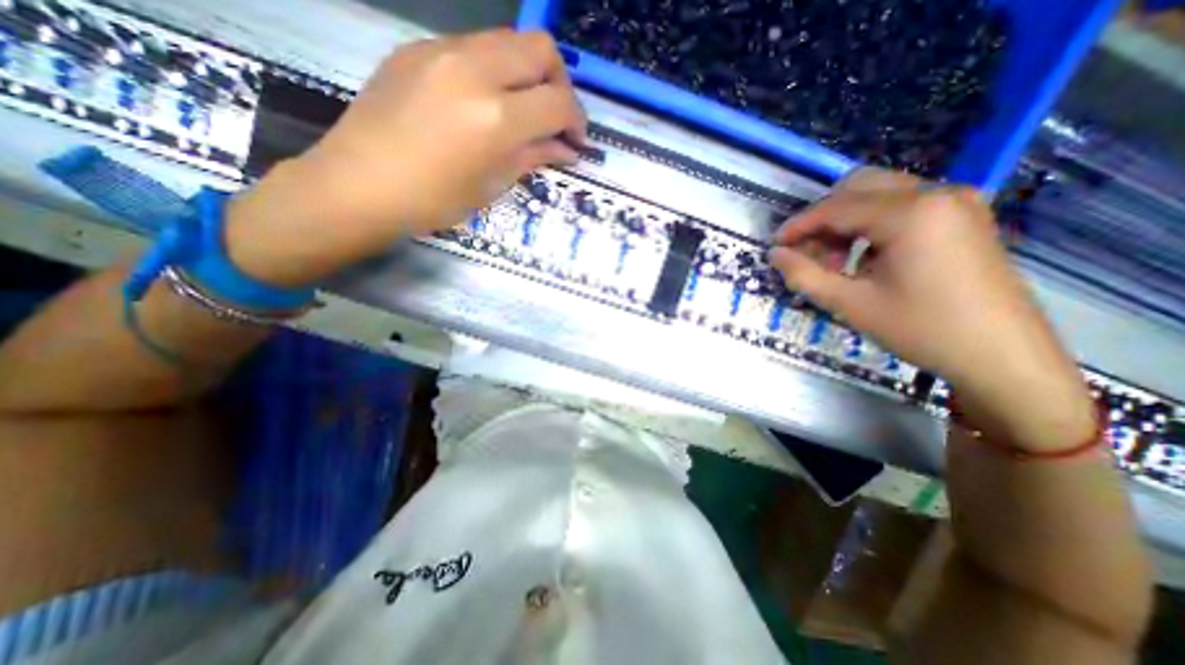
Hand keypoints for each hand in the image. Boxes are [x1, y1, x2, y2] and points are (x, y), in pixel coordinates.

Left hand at [224, 31, 586, 284]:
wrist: (359, 186)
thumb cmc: (433, 201)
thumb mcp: (492, 185)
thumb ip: (533, 157)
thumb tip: (567, 150)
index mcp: (495, 117)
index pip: (558, 103)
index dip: (577, 122)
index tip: (576, 141)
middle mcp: (473, 70)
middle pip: (540, 49)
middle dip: (559, 83)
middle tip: (554, 118)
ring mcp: (441, 51)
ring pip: (508, 40)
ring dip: (527, 73)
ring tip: (522, 110)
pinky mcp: (417, 48)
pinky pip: (473, 47)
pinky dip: (494, 70)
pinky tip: (484, 102)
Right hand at [775, 170, 1097, 452]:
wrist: (1002, 354)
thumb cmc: (921, 329)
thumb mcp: (850, 304)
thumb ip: (804, 275)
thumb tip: (774, 254)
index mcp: (911, 213)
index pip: (837, 207)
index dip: (799, 225)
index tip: (774, 246)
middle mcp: (936, 193)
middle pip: (858, 187)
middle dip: (822, 218)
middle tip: (804, 253)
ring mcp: (955, 201)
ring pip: (879, 194)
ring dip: (845, 221)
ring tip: (833, 262)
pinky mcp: (962, 215)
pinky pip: (901, 205)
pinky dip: (871, 225)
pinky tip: (863, 259)